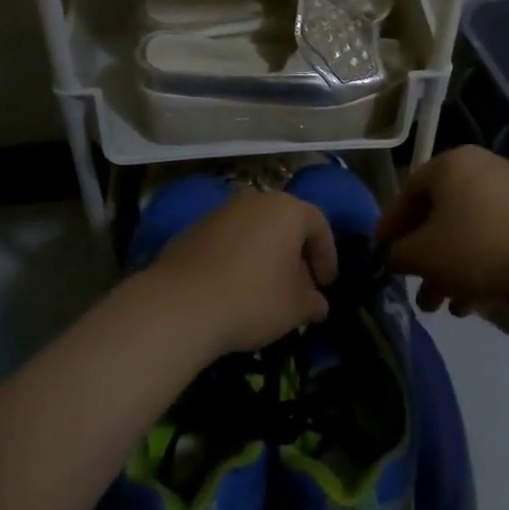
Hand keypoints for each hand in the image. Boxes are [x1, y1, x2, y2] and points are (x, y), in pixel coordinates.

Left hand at [151, 191, 337, 353]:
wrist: (180, 304)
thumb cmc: (252, 299)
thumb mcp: (294, 309)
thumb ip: (313, 302)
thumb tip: (318, 303)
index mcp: (287, 210)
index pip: (319, 224)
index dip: (327, 255)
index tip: (326, 284)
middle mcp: (256, 201)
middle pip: (286, 222)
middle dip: (297, 254)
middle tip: (300, 287)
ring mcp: (222, 211)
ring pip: (256, 229)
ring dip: (267, 255)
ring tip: (268, 289)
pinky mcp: (195, 227)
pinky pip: (230, 239)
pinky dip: (240, 257)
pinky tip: (235, 287)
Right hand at [376, 147, 508, 315]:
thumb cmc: (476, 251)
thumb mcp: (422, 255)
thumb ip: (397, 253)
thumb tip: (394, 255)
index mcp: (450, 163)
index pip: (407, 193)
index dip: (390, 227)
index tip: (380, 256)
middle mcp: (479, 166)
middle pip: (438, 214)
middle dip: (422, 256)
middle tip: (413, 286)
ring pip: (464, 229)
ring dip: (447, 267)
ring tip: (441, 305)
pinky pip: (490, 235)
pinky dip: (475, 262)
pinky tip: (470, 300)